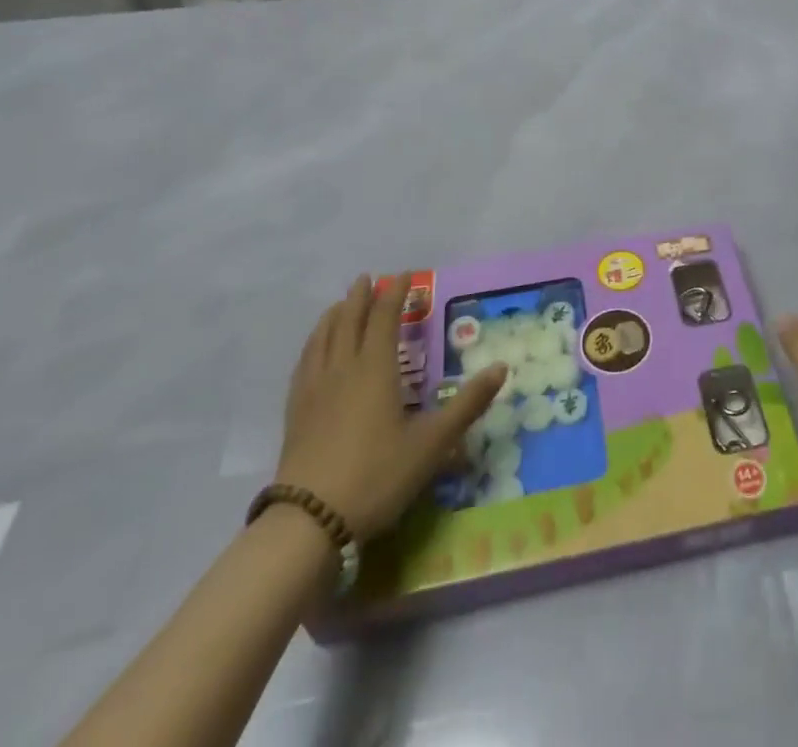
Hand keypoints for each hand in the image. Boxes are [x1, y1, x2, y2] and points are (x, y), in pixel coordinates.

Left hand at [275, 275, 506, 539]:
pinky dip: (312, 344)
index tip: (405, 275)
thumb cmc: (378, 476)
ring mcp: (314, 390)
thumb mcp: (433, 443)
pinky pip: (304, 364)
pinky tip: (314, 351)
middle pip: (350, 321)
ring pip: (323, 339)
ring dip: (334, 316)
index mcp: (376, 369)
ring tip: (339, 305)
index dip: (395, 293)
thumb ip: (468, 404)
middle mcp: (343, 369)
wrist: (310, 523)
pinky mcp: (295, 413)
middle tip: (367, 278)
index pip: (385, 318)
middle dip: (360, 297)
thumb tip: (501, 367)